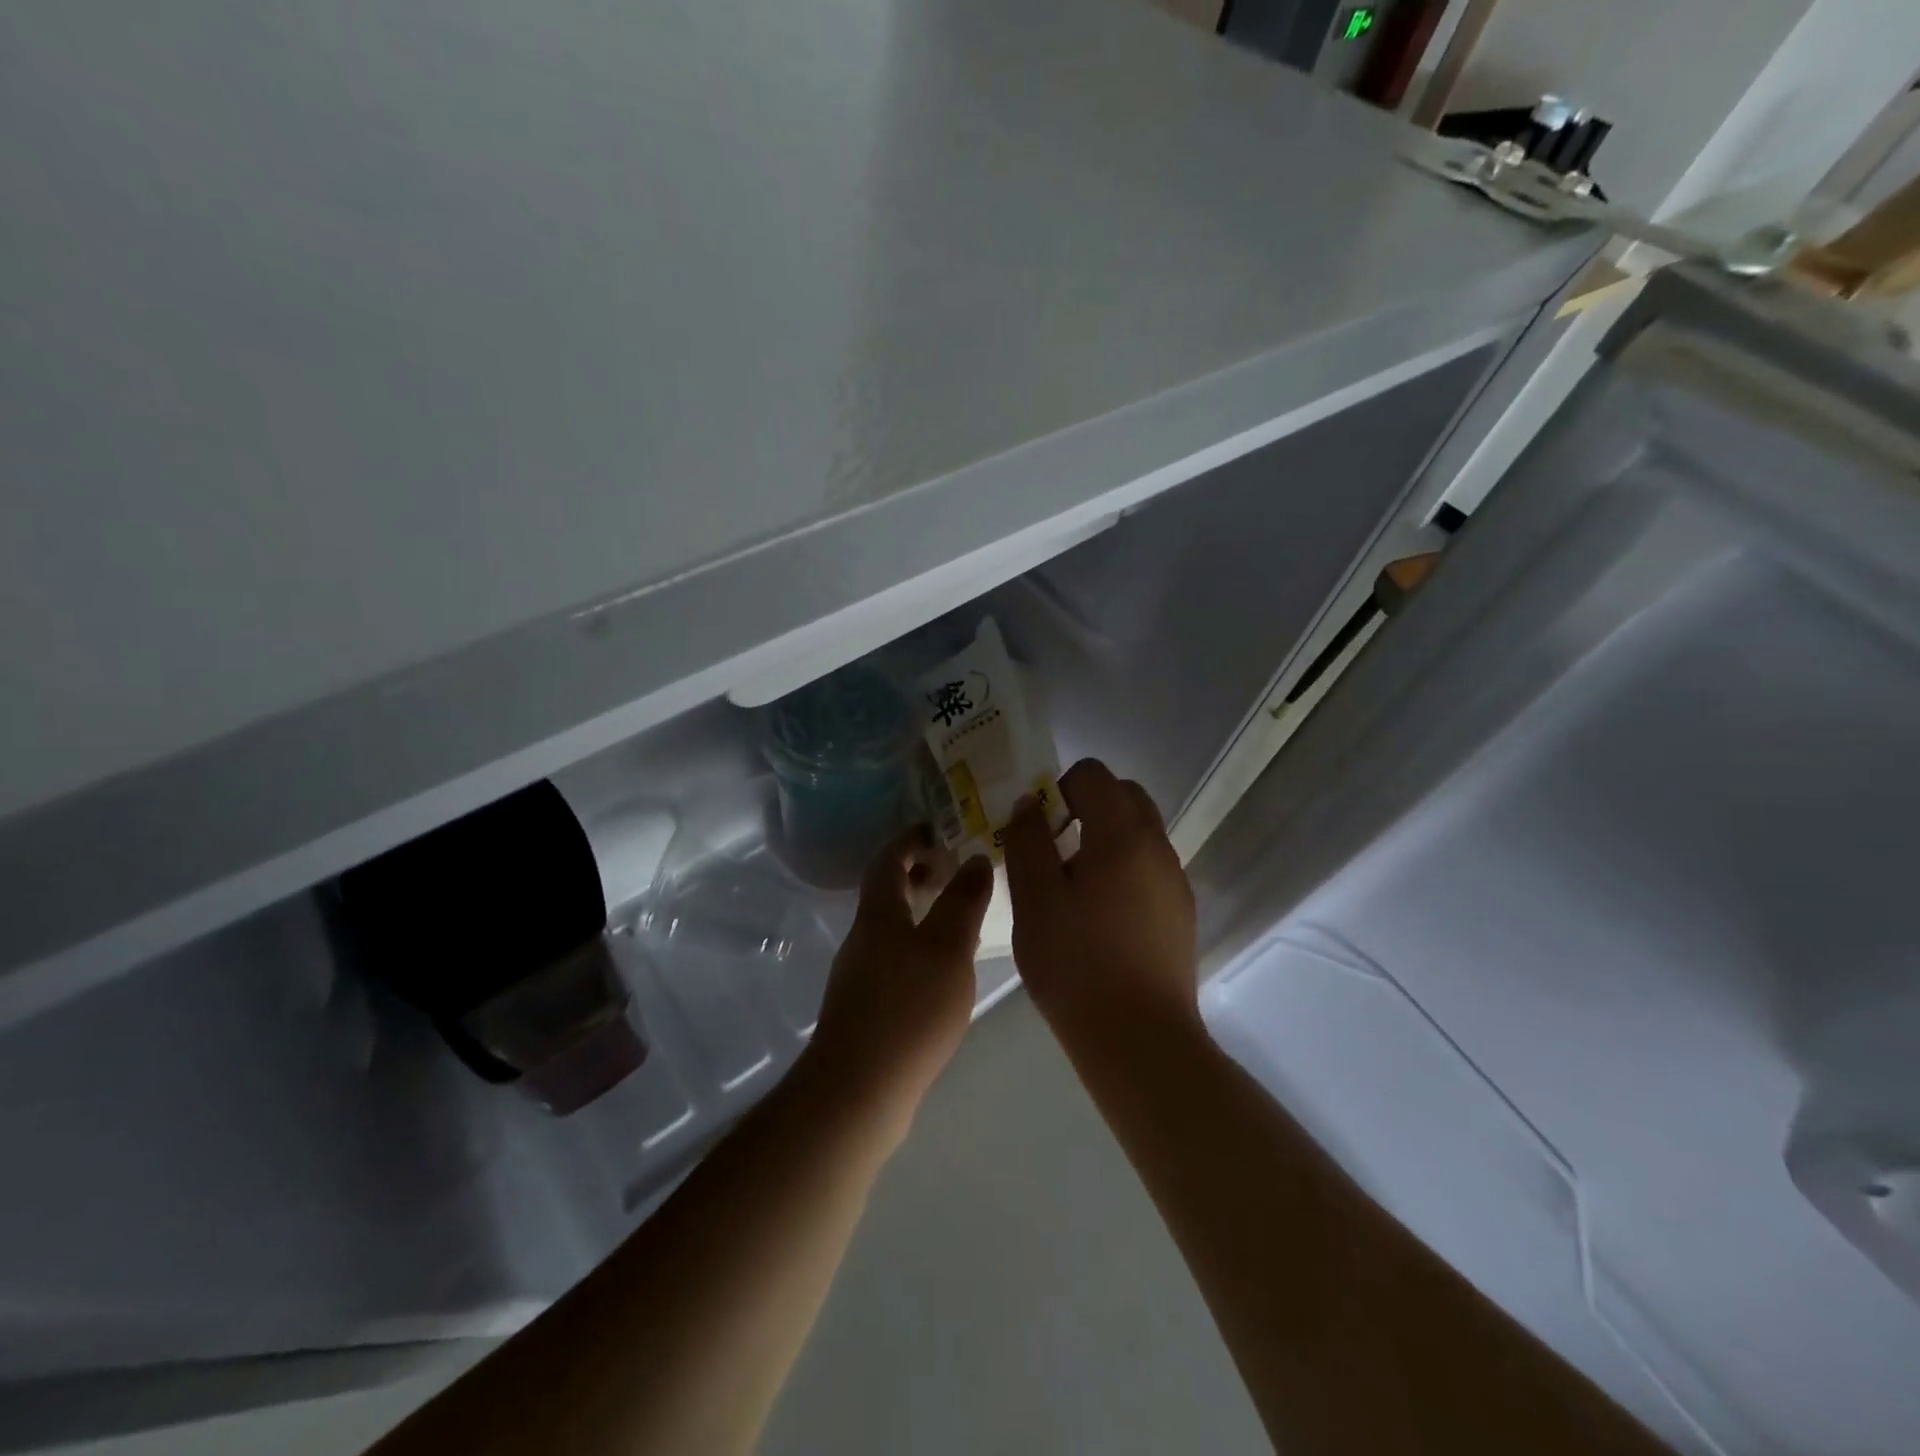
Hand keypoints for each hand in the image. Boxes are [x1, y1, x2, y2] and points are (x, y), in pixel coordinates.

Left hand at [805, 828, 994, 1135]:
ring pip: (890, 927)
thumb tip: (975, 858)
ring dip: (919, 912)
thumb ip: (963, 901)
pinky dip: (917, 945)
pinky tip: (942, 970)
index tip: (937, 829)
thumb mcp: (948, 948)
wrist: (859, 1090)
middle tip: (952, 871)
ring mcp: (859, 975)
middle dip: (916, 874)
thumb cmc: (908, 1009)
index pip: (888, 860)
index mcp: (878, 915)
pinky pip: (893, 957)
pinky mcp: (865, 1008)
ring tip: (957, 918)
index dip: (910, 839)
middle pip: (885, 893)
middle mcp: (862, 938)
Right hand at [1002, 759, 1197, 1036]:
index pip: (1093, 774)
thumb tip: (1029, 802)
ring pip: (1139, 833)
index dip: (1059, 787)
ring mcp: (1175, 880)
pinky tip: (1100, 918)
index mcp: (1122, 834)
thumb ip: (1027, 840)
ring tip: (1072, 888)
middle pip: (1124, 796)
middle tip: (1053, 850)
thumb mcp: (1034, 898)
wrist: (1139, 1038)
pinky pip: (1148, 868)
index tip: (1039, 828)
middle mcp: (1158, 846)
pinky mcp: (1180, 912)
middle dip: (1086, 807)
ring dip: (1105, 839)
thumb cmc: (1076, 963)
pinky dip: (1122, 869)